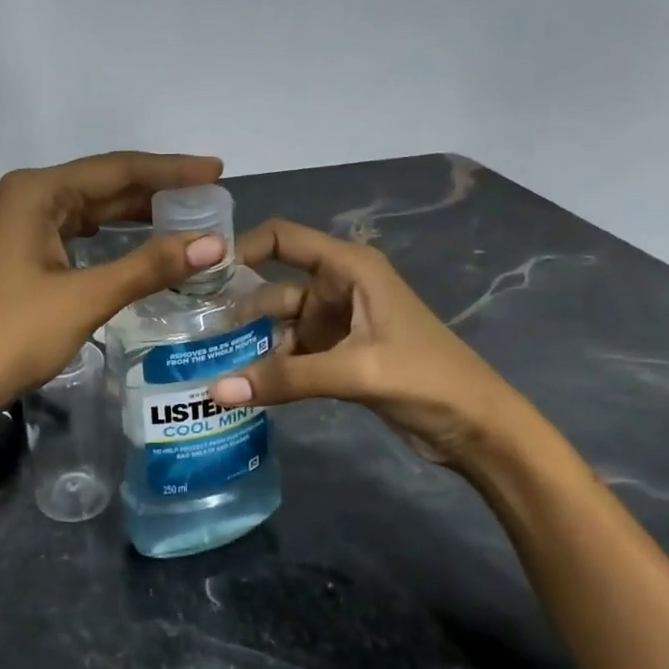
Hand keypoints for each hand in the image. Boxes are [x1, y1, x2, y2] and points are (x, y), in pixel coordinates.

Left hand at [0, 153, 227, 416]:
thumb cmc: (13, 336)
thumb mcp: (86, 298)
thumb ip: (149, 266)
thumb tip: (214, 243)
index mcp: (35, 192)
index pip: (116, 169)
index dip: (170, 170)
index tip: (217, 171)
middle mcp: (24, 196)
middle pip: (102, 184)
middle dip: (156, 191)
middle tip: (210, 197)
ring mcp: (17, 224)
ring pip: (88, 209)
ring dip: (134, 213)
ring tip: (186, 216)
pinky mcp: (18, 251)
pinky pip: (74, 231)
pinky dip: (109, 236)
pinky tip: (139, 241)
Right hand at [210, 218, 536, 468]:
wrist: (480, 430)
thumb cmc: (427, 378)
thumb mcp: (356, 371)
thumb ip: (285, 378)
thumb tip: (214, 390)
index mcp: (349, 268)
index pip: (282, 239)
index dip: (240, 248)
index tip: (199, 274)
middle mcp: (337, 287)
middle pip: (272, 286)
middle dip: (235, 306)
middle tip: (188, 328)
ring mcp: (337, 323)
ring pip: (278, 324)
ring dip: (248, 342)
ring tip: (202, 360)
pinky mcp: (338, 355)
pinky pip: (291, 353)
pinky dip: (267, 366)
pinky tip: (236, 383)